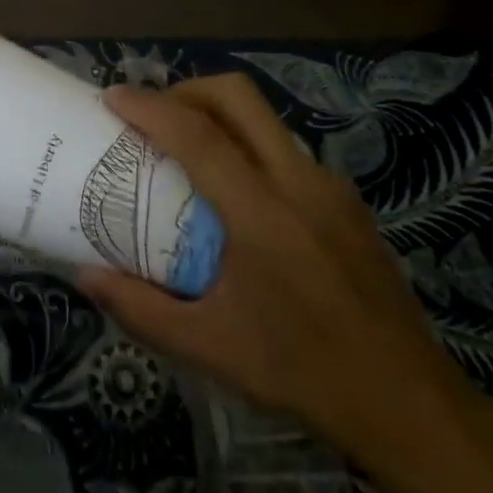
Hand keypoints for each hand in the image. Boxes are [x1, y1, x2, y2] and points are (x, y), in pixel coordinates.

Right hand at [78, 75, 477, 480]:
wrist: (407, 402)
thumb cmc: (301, 372)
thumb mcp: (209, 347)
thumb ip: (140, 308)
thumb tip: (85, 276)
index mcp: (262, 214)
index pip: (197, 136)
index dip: (149, 107)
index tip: (112, 96)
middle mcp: (299, 182)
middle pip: (238, 97)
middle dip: (187, 90)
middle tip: (152, 114)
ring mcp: (329, 186)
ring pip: (265, 117)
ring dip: (218, 113)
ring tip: (185, 148)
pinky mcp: (346, 199)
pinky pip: (284, 148)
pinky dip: (247, 144)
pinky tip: (235, 192)